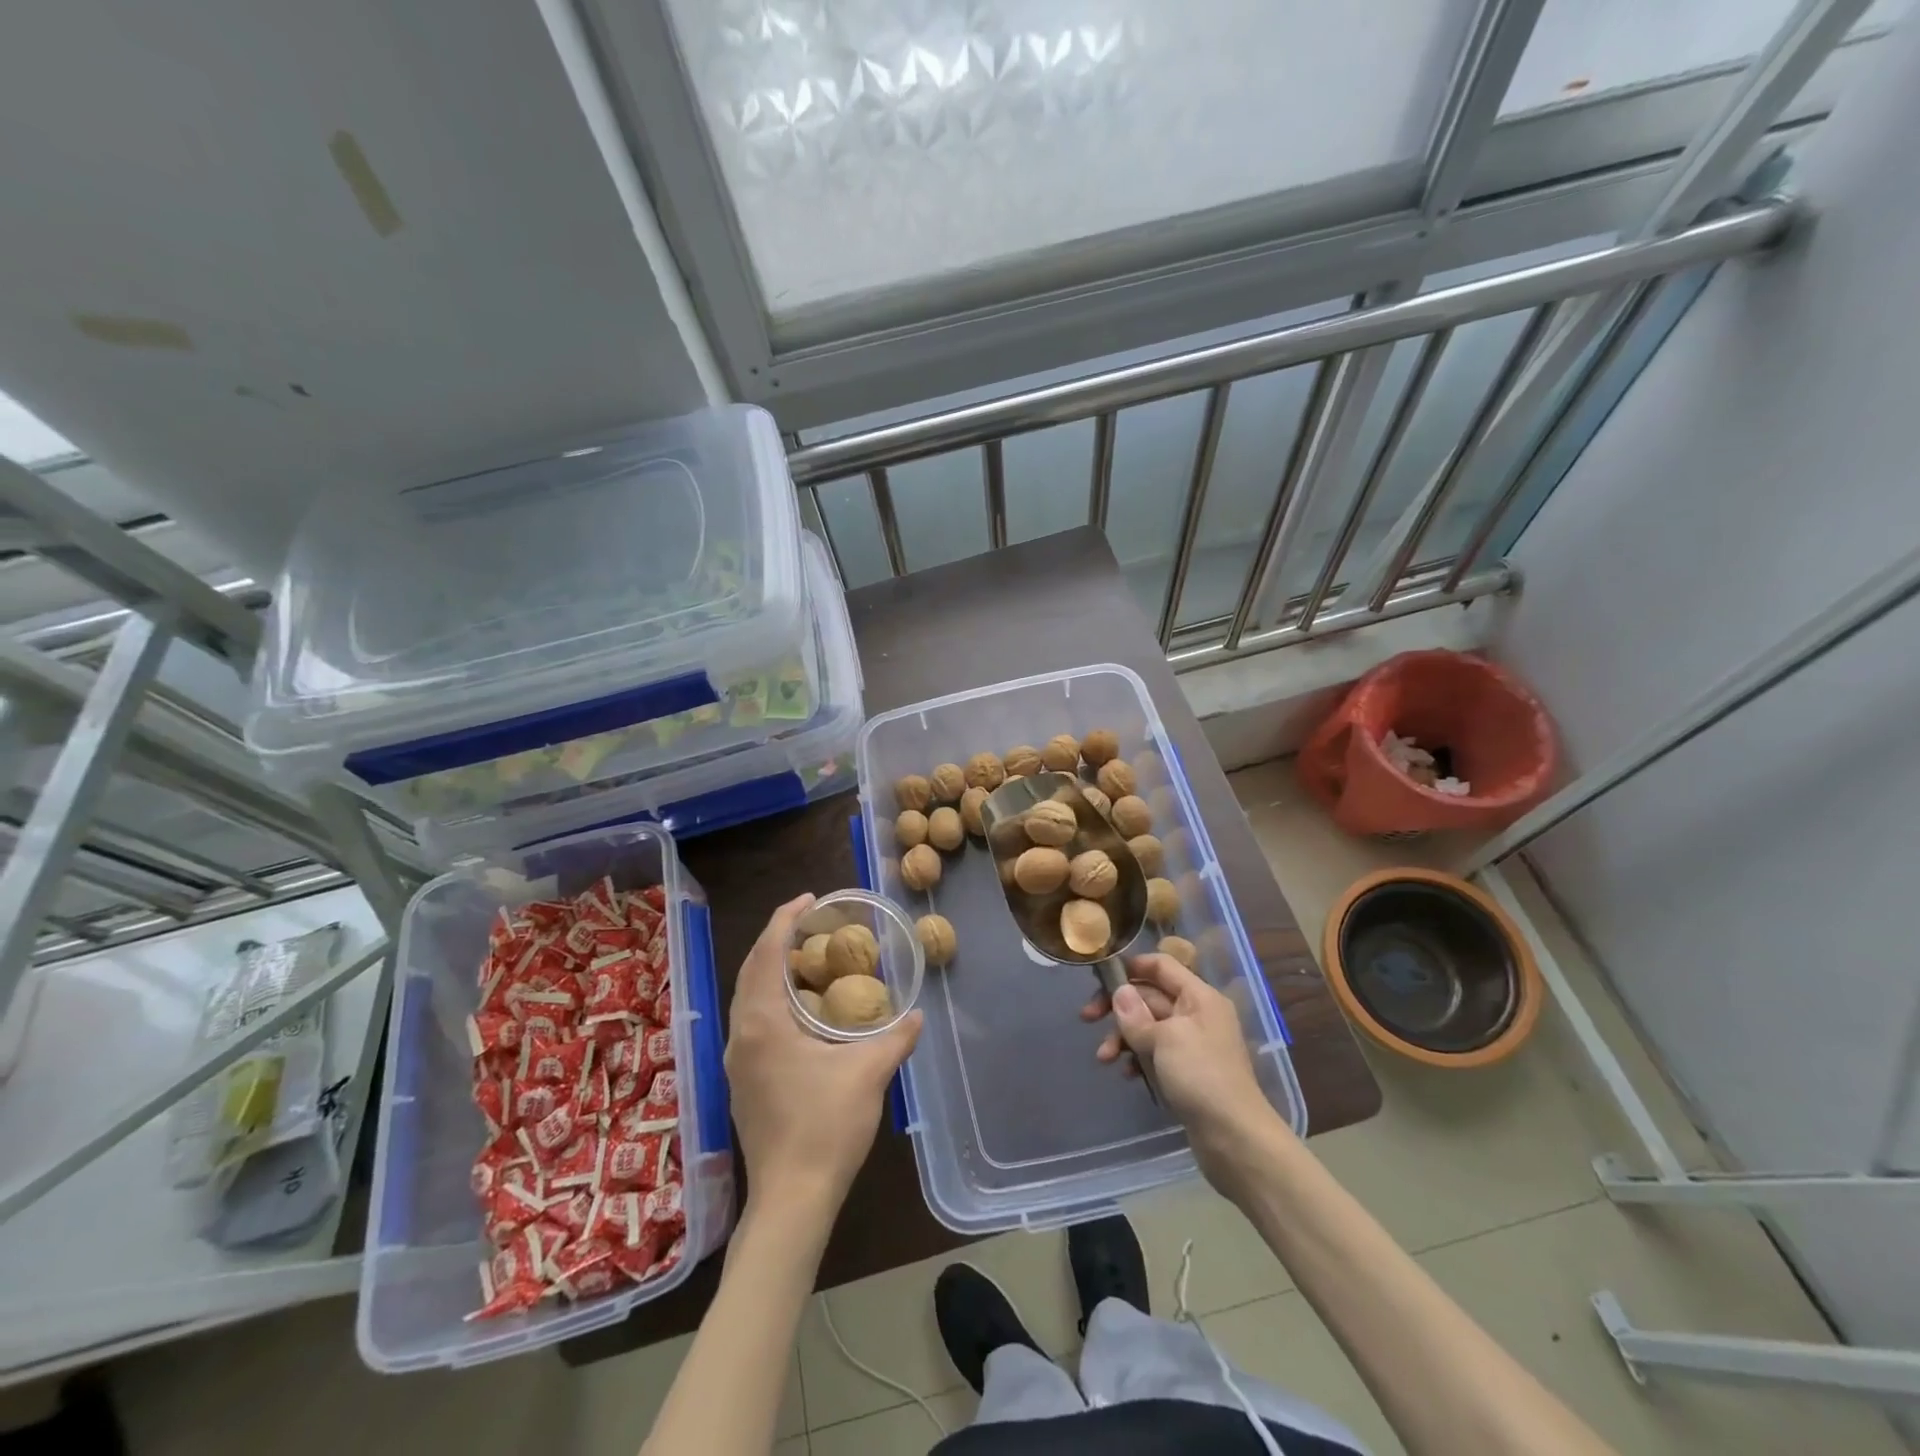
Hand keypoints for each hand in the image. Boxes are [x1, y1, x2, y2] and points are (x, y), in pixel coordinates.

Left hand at [726, 894, 921, 1228]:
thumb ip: (896, 1036)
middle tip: (812, 923)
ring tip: (808, 959)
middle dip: (778, 940)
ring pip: (749, 998)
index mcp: (763, 1022)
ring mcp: (738, 1061)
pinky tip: (801, 1009)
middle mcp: (742, 1035)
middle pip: (752, 971)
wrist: (791, 1199)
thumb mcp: (869, 1073)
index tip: (810, 899)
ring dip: (773, 970)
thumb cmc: (826, 1126)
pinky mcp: (743, 1082)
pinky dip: (772, 998)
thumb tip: (917, 1015)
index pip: (767, 954)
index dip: (785, 920)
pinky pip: (753, 1021)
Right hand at [1082, 953, 1281, 1184]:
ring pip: (1148, 1027)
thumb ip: (1137, 1015)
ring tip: (1104, 1058)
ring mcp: (1192, 1045)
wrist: (1235, 1139)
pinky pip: (1155, 1053)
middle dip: (1119, 1008)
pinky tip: (1127, 1074)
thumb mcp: (1165, 1039)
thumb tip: (1120, 992)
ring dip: (1123, 1037)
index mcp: (1199, 997)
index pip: (1162, 965)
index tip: (1100, 977)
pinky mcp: (1187, 1072)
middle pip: (1150, 996)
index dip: (1131, 966)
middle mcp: (1197, 1015)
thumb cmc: (1202, 1076)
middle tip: (1087, 1018)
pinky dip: (1137, 1058)